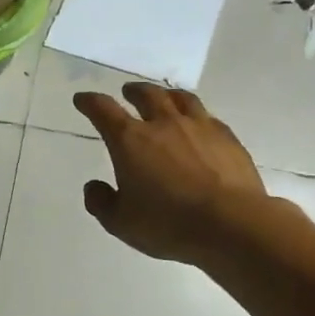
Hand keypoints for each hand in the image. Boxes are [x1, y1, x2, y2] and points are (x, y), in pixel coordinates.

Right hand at [73, 84, 270, 263]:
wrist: (232, 224)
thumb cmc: (168, 224)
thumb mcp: (121, 223)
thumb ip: (101, 202)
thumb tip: (94, 187)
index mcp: (130, 141)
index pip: (103, 110)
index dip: (90, 102)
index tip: (82, 100)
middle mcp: (163, 124)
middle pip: (146, 95)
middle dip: (133, 91)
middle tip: (128, 92)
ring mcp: (200, 127)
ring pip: (181, 99)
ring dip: (167, 95)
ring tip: (165, 97)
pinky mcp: (228, 139)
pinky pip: (208, 117)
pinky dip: (197, 116)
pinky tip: (200, 125)